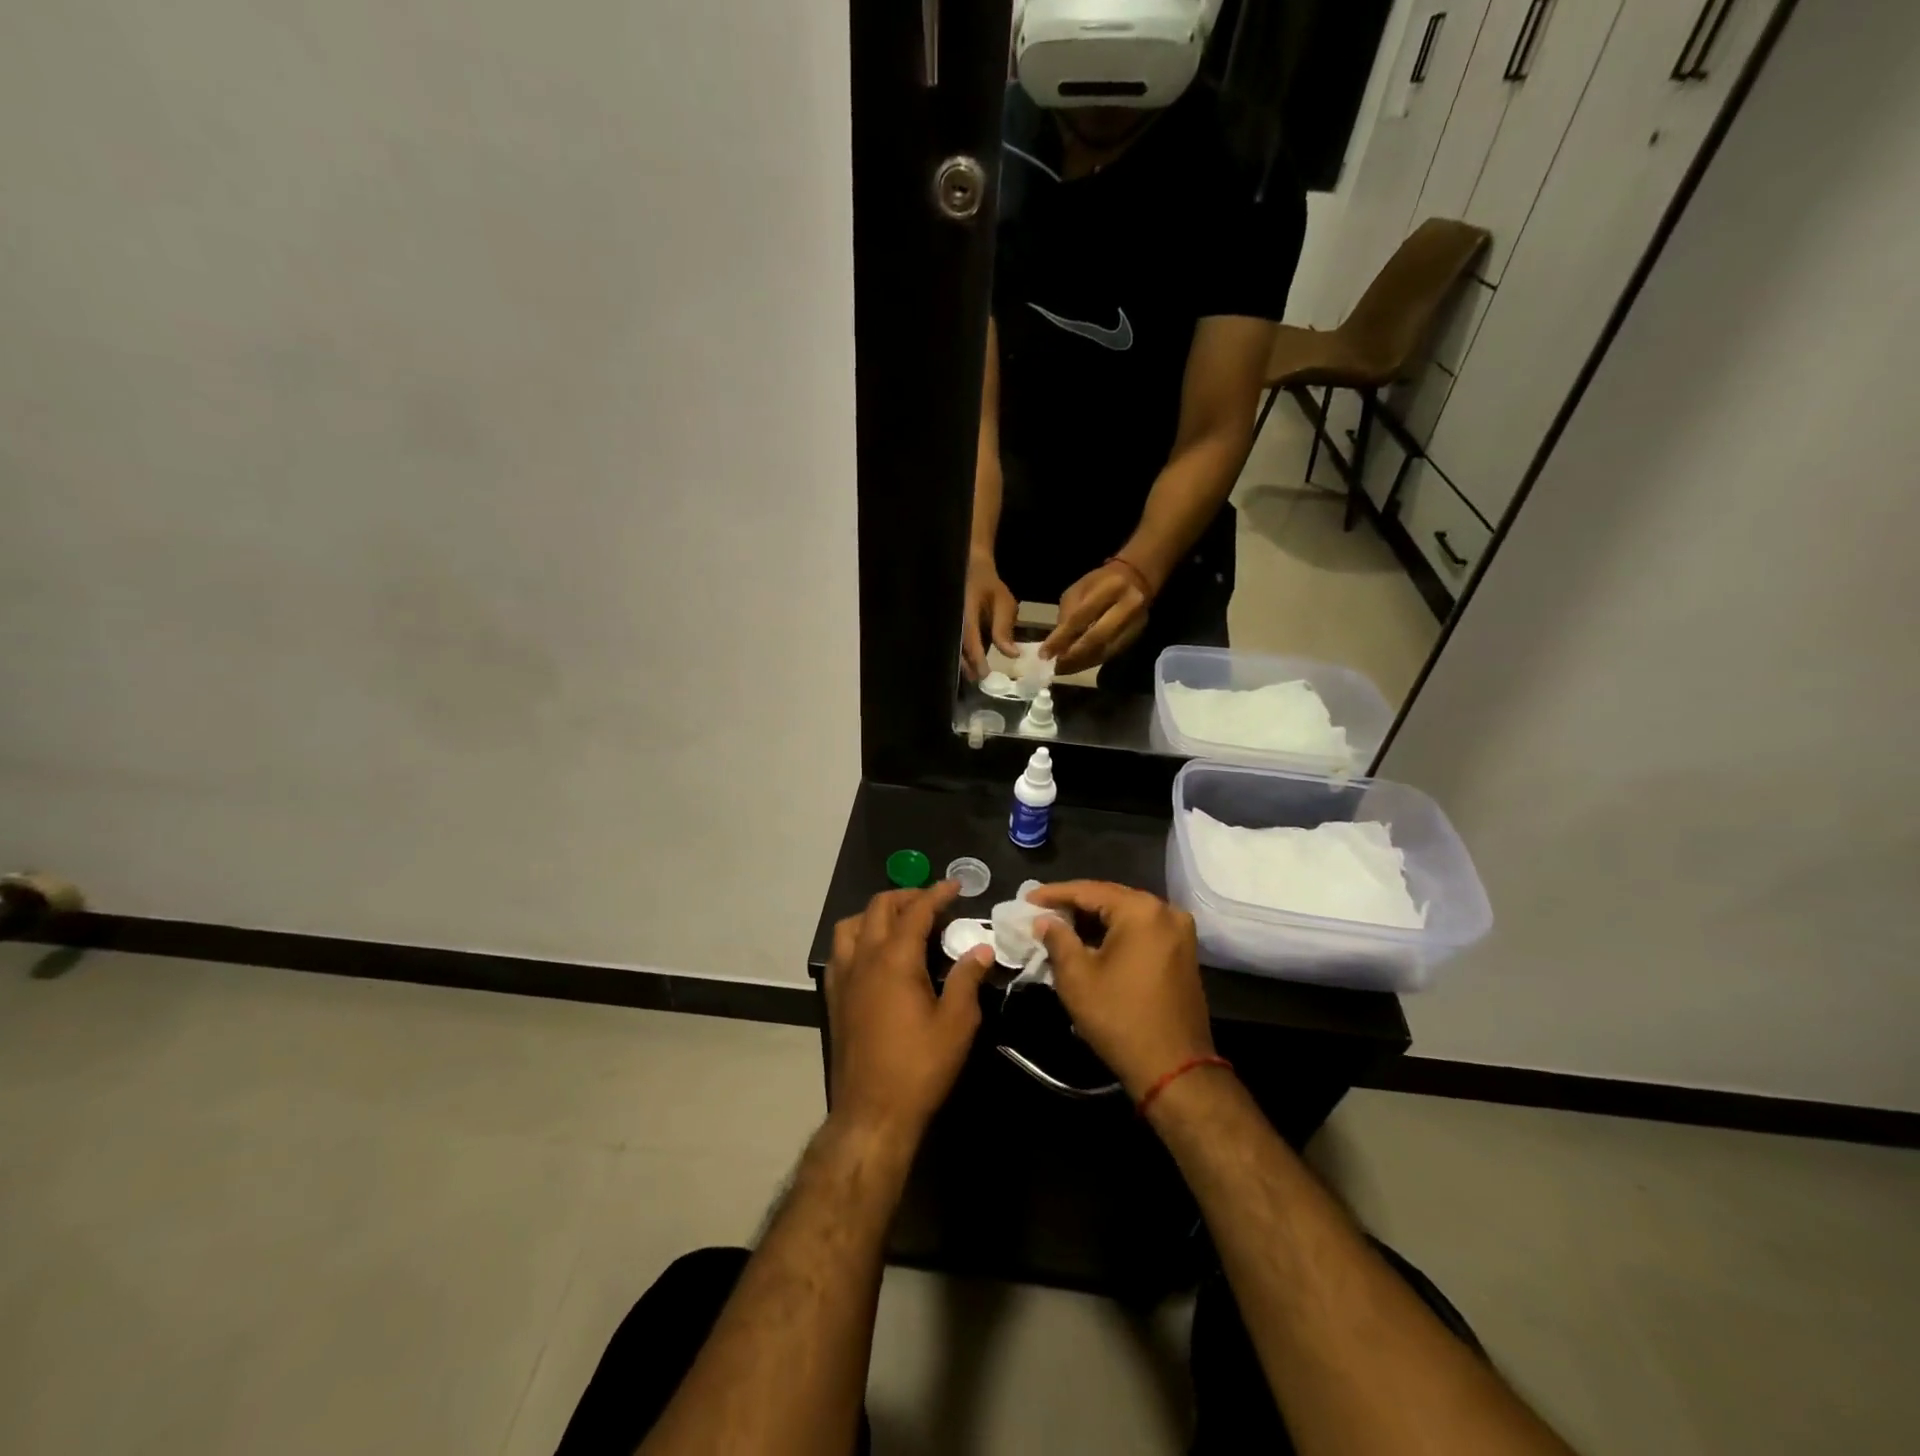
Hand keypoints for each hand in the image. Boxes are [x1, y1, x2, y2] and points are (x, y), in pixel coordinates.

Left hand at [826, 882, 993, 1146]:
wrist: (872, 1112)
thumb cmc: (919, 1067)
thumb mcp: (957, 1024)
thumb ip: (967, 980)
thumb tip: (981, 949)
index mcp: (895, 959)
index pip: (916, 911)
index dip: (936, 894)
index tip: (955, 886)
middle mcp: (864, 958)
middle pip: (879, 908)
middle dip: (906, 897)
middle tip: (932, 903)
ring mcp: (843, 977)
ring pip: (852, 925)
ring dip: (876, 914)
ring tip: (900, 923)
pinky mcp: (834, 997)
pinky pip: (840, 951)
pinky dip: (858, 938)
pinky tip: (874, 956)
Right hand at [961, 549, 1017, 679]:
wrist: (971, 571)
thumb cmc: (990, 587)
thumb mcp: (1004, 604)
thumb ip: (1005, 629)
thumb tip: (1012, 655)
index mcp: (966, 611)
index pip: (969, 638)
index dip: (977, 657)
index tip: (985, 674)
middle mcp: (953, 619)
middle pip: (957, 648)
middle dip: (968, 666)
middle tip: (980, 680)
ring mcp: (948, 624)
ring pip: (952, 649)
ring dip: (963, 663)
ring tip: (975, 676)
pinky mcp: (949, 628)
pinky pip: (953, 645)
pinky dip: (962, 656)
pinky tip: (970, 665)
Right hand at [1028, 881, 1214, 1100]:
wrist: (1174, 1068)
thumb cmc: (1120, 1018)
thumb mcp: (1077, 977)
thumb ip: (1058, 939)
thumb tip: (1045, 920)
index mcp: (1141, 910)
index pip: (1089, 890)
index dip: (1054, 894)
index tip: (1027, 899)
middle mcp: (1165, 911)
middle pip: (1110, 898)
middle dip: (1074, 905)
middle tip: (1041, 911)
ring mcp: (1179, 932)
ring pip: (1126, 915)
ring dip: (1094, 920)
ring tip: (1060, 926)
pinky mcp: (1182, 952)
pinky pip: (1141, 930)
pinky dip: (1115, 933)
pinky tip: (1090, 942)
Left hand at [1040, 562, 1151, 675]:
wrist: (1137, 581)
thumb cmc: (1100, 584)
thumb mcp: (1079, 590)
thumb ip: (1068, 615)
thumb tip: (1056, 646)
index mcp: (1110, 588)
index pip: (1081, 618)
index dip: (1061, 638)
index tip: (1044, 655)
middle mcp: (1128, 607)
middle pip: (1097, 639)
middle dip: (1073, 656)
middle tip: (1055, 667)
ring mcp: (1135, 625)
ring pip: (1104, 651)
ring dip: (1081, 663)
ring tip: (1062, 669)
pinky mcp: (1136, 638)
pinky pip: (1110, 655)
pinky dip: (1091, 662)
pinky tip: (1077, 665)